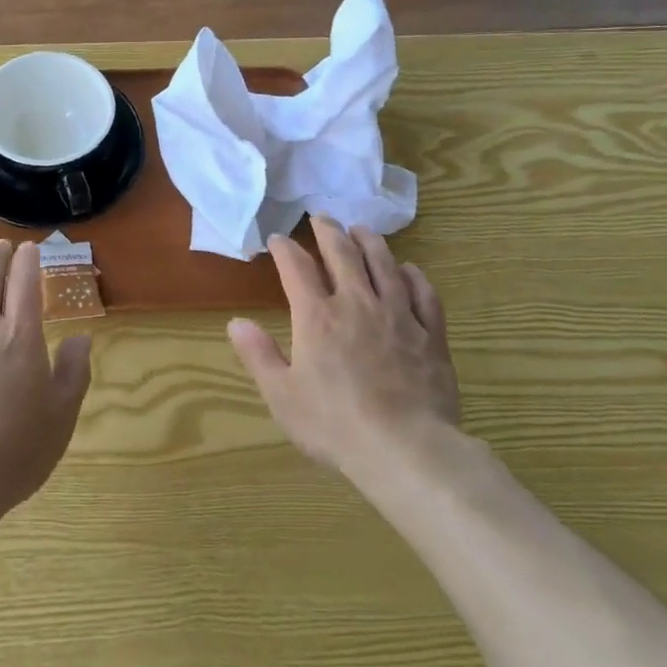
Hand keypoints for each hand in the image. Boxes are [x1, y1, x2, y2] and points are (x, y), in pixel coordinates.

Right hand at [228, 218, 458, 479]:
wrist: (406, 448)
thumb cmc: (334, 425)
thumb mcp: (282, 396)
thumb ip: (259, 355)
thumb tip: (236, 322)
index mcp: (317, 317)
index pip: (296, 268)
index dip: (285, 249)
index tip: (278, 239)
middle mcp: (357, 303)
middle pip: (342, 254)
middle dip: (328, 232)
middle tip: (321, 218)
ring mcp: (398, 315)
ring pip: (384, 264)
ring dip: (370, 242)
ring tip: (361, 230)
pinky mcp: (430, 333)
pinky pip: (423, 293)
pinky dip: (414, 276)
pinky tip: (410, 270)